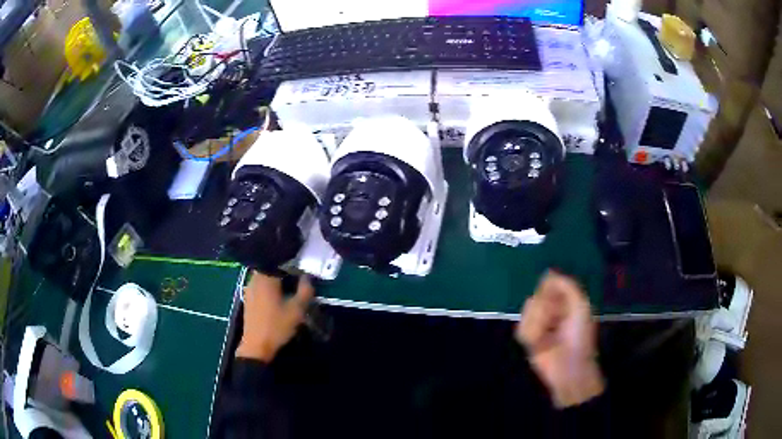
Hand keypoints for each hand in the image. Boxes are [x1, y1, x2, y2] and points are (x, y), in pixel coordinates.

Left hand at [236, 272, 314, 362]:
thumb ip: (305, 291)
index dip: (293, 263)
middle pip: (271, 267)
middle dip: (284, 270)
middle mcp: (255, 279)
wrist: (256, 345)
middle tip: (297, 277)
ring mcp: (249, 288)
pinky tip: (277, 297)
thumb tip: (308, 277)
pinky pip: (260, 284)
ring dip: (276, 278)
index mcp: (266, 278)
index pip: (280, 262)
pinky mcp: (248, 298)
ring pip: (264, 276)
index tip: (302, 269)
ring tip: (289, 287)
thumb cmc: (277, 326)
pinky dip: (269, 286)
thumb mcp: (296, 310)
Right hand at [516, 271, 604, 407]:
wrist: (568, 365)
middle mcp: (551, 309)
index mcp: (565, 300)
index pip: (548, 283)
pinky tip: (538, 343)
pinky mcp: (528, 338)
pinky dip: (530, 334)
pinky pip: (520, 328)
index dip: (548, 289)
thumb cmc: (579, 335)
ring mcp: (539, 323)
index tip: (553, 297)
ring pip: (526, 312)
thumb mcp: (580, 305)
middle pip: (535, 296)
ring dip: (537, 323)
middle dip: (543, 308)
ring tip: (547, 335)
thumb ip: (566, 285)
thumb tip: (548, 272)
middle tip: (555, 320)